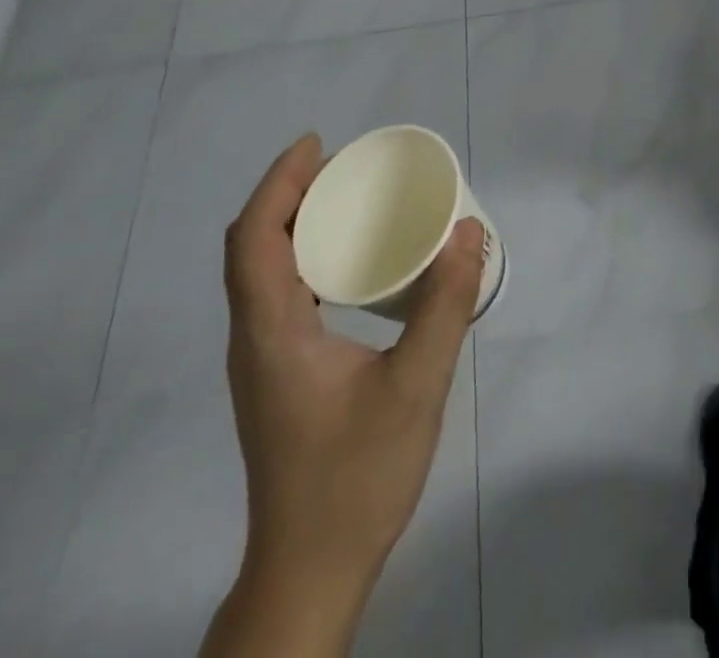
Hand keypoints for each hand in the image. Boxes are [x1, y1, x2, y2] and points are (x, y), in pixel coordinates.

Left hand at [202, 133, 484, 657]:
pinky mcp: (276, 376)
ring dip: (292, 225)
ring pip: (261, 271)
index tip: (318, 144)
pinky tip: (347, 265)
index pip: (254, 238)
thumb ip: (444, 306)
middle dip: (287, 194)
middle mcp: (254, 339)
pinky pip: (277, 294)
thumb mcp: (416, 387)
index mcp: (272, 332)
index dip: (279, 183)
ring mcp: (261, 361)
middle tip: (343, 166)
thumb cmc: (356, 479)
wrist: (311, 574)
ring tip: (346, 201)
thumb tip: (467, 230)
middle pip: (251, 246)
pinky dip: (302, 258)